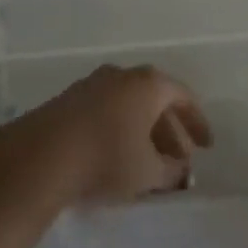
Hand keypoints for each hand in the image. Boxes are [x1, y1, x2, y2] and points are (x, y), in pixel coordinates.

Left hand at [0, 65, 213, 210]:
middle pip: (154, 98)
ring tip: (149, 161)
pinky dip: (120, 128)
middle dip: (170, 129)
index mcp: (148, 84)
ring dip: (143, 129)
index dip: (197, 122)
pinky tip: (118, 155)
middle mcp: (122, 75)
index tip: (205, 146)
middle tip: (179, 158)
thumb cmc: (108, 158)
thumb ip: (172, 171)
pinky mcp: (69, 99)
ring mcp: (92, 83)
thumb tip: (181, 170)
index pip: (183, 96)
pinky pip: (106, 109)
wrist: (42, 154)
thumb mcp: (149, 172)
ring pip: (128, 104)